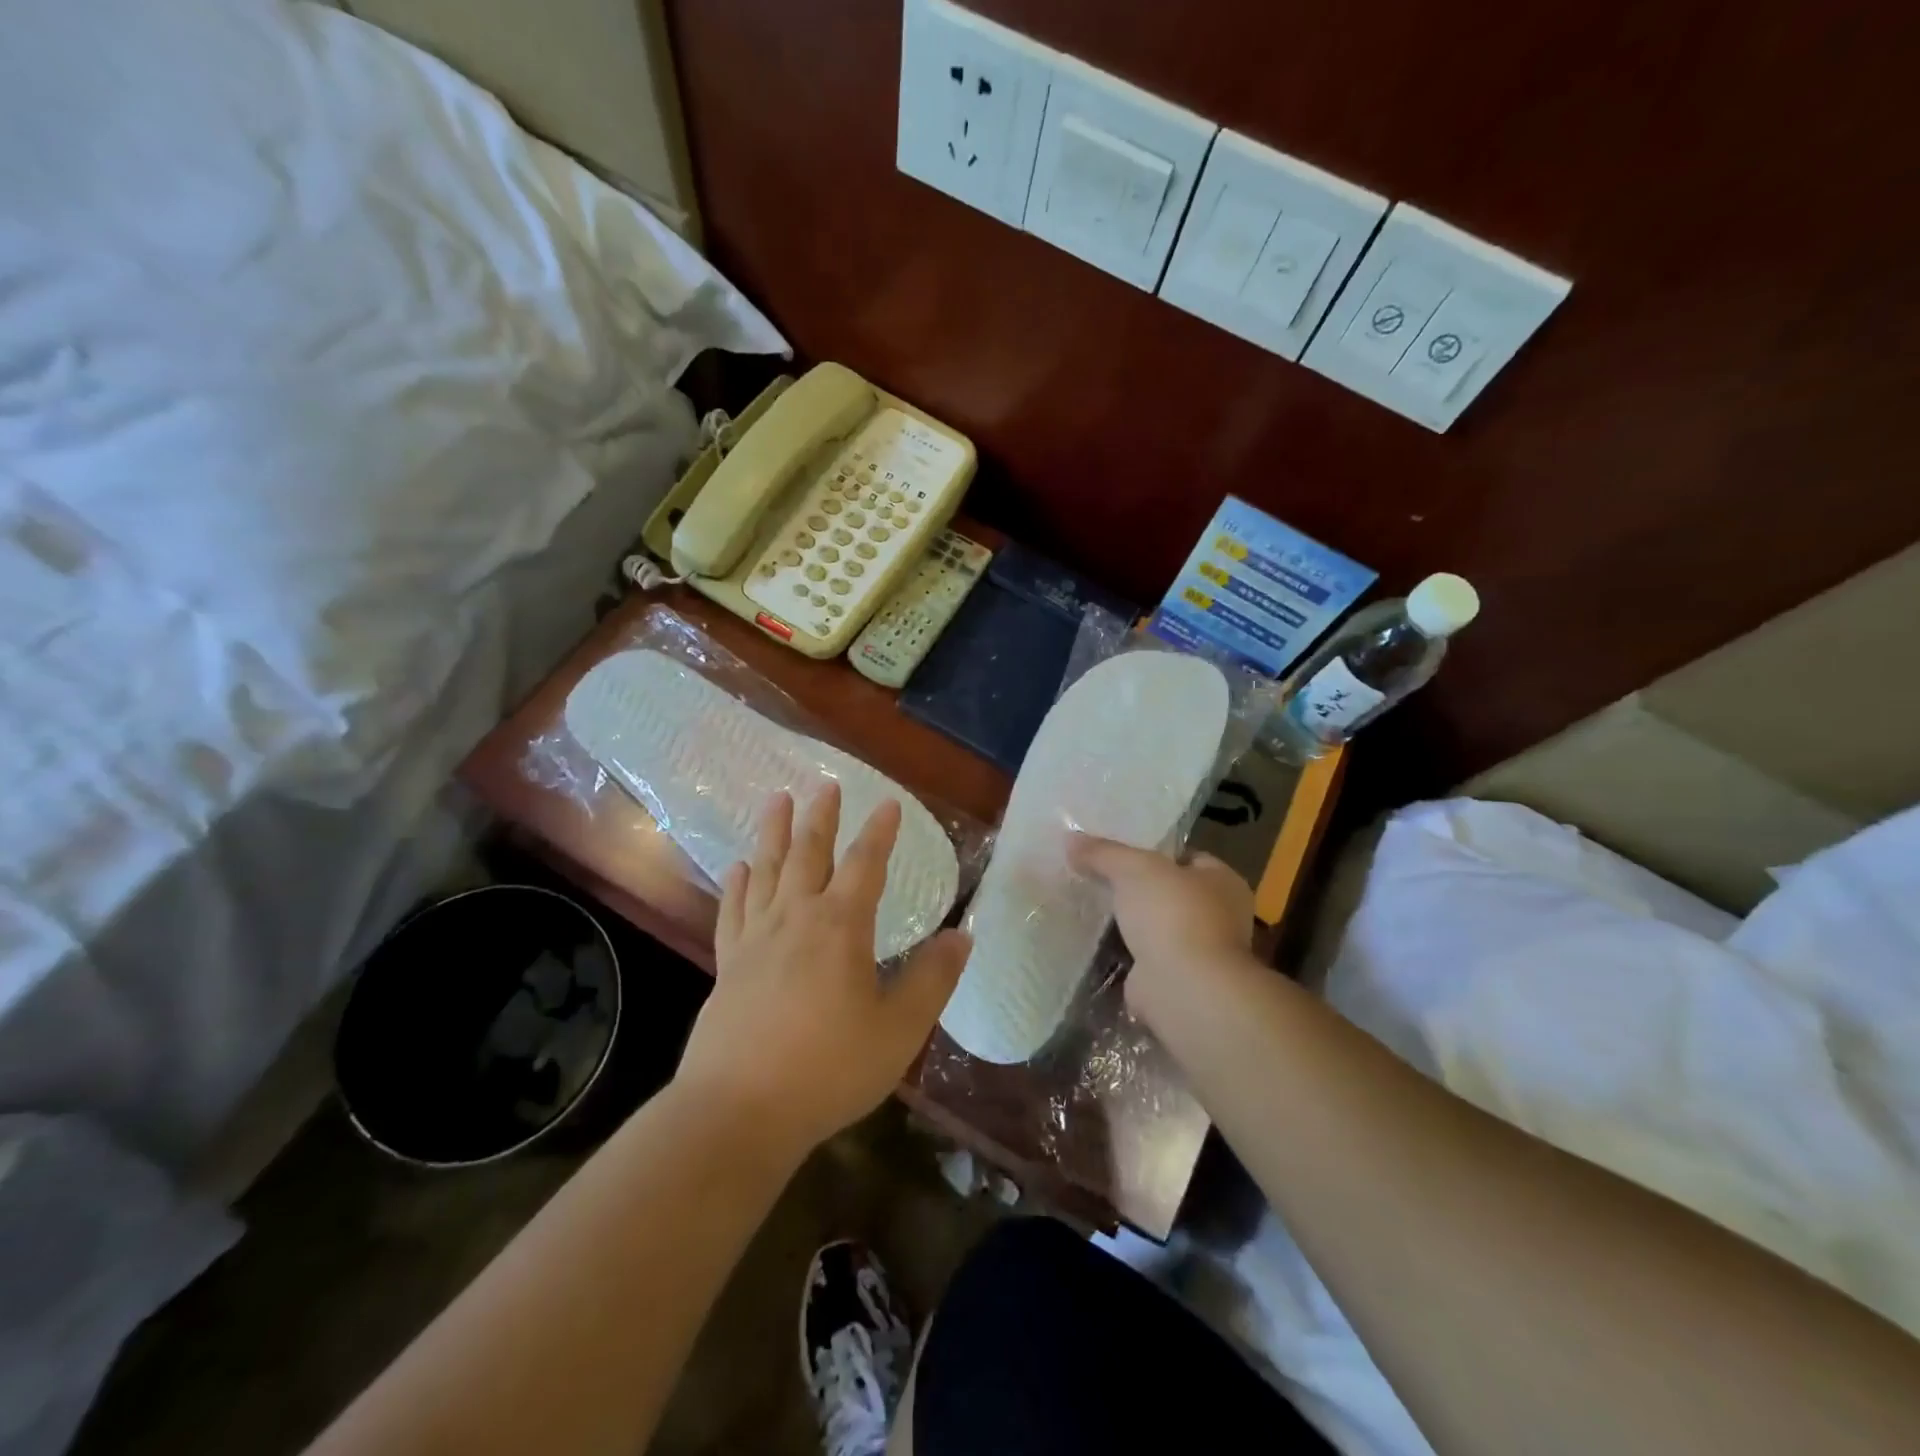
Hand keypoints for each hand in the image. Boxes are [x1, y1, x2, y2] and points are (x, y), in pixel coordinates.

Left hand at [675, 783, 969, 1158]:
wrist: (738, 1111)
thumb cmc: (828, 1068)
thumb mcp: (898, 1029)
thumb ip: (932, 979)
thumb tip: (963, 936)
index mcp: (839, 927)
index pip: (865, 864)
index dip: (880, 832)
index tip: (888, 803)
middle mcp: (795, 918)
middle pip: (808, 853)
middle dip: (821, 817)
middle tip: (825, 784)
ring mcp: (755, 939)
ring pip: (766, 870)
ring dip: (774, 832)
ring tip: (777, 800)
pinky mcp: (728, 965)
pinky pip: (732, 910)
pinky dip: (737, 884)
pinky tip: (738, 868)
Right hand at [1067, 834, 1254, 1028]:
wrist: (1182, 987)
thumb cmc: (1172, 914)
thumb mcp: (1132, 868)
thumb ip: (1103, 852)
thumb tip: (1070, 838)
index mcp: (1223, 881)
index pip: (1188, 857)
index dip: (1154, 851)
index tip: (1117, 852)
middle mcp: (1218, 916)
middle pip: (1169, 892)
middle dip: (1137, 888)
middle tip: (1096, 876)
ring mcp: (1198, 951)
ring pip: (1156, 926)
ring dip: (1129, 922)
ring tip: (1088, 905)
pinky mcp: (1175, 979)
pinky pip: (1143, 956)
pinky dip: (1123, 952)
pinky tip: (1094, 941)